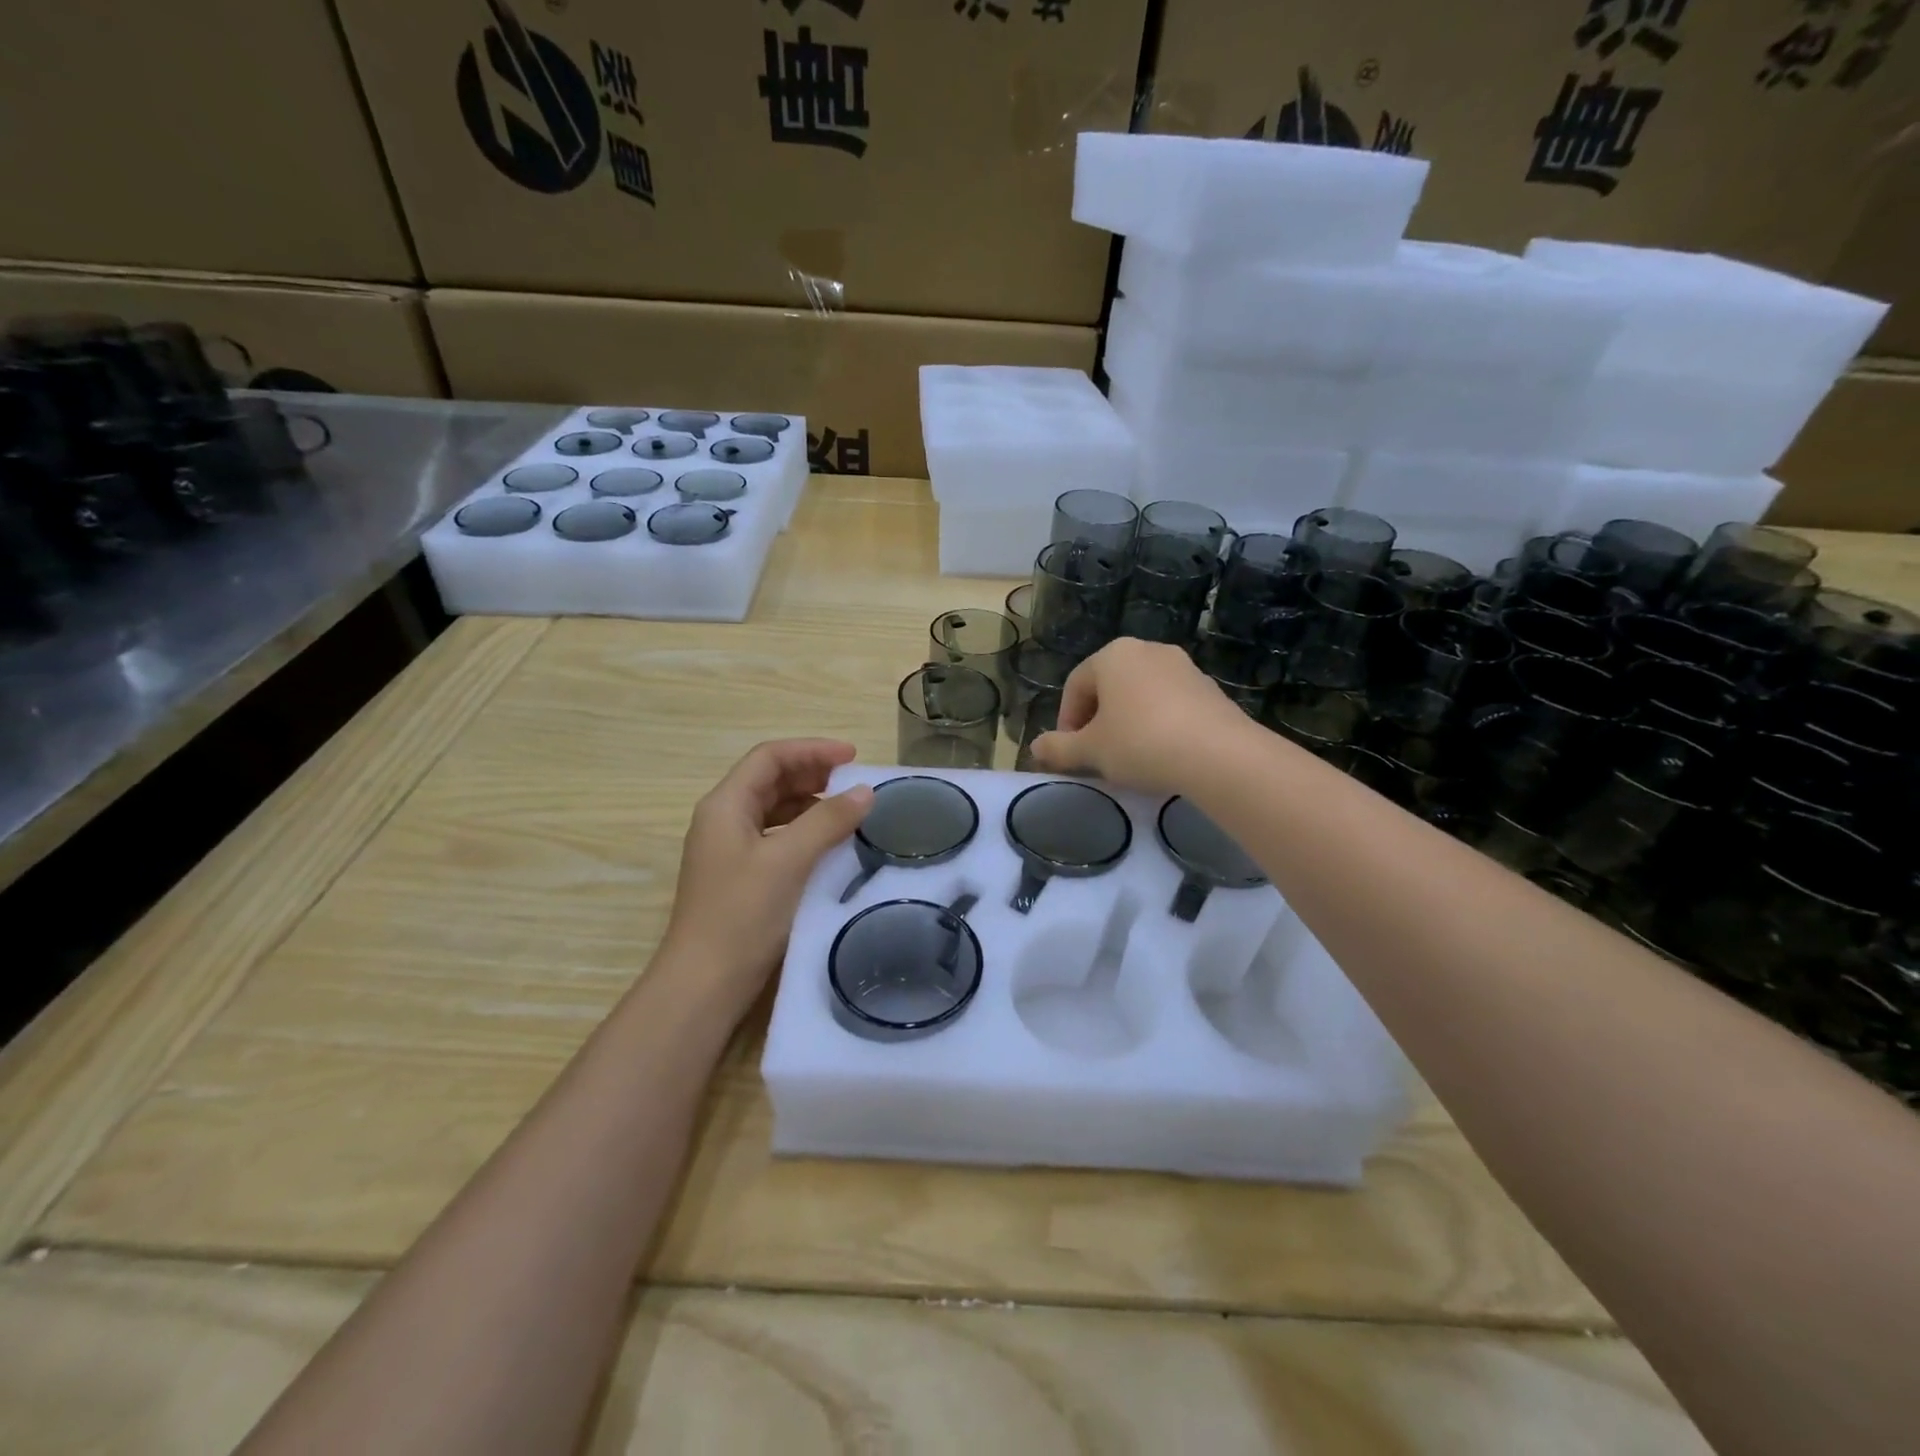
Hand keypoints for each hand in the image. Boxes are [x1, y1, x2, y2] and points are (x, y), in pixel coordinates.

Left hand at [662, 739, 872, 1005]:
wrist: (704, 984)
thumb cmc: (743, 914)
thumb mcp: (789, 860)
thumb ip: (828, 820)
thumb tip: (865, 792)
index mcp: (725, 805)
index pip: (769, 757)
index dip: (812, 750)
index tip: (853, 757)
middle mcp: (722, 820)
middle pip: (770, 780)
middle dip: (812, 774)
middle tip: (854, 783)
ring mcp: (728, 850)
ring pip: (773, 810)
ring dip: (810, 803)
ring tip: (849, 811)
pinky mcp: (739, 877)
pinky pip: (775, 837)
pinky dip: (804, 831)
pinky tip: (829, 845)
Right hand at [1031, 639, 1257, 796]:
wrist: (1218, 755)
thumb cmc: (1141, 743)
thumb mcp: (1091, 751)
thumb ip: (1058, 748)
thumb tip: (1035, 748)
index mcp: (1113, 655)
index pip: (1076, 685)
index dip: (1066, 721)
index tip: (1070, 752)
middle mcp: (1148, 650)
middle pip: (1109, 687)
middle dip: (1097, 720)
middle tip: (1096, 754)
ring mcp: (1183, 667)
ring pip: (1140, 695)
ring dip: (1128, 722)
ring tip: (1129, 757)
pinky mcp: (1209, 689)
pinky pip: (1170, 704)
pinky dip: (1158, 724)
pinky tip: (1162, 754)